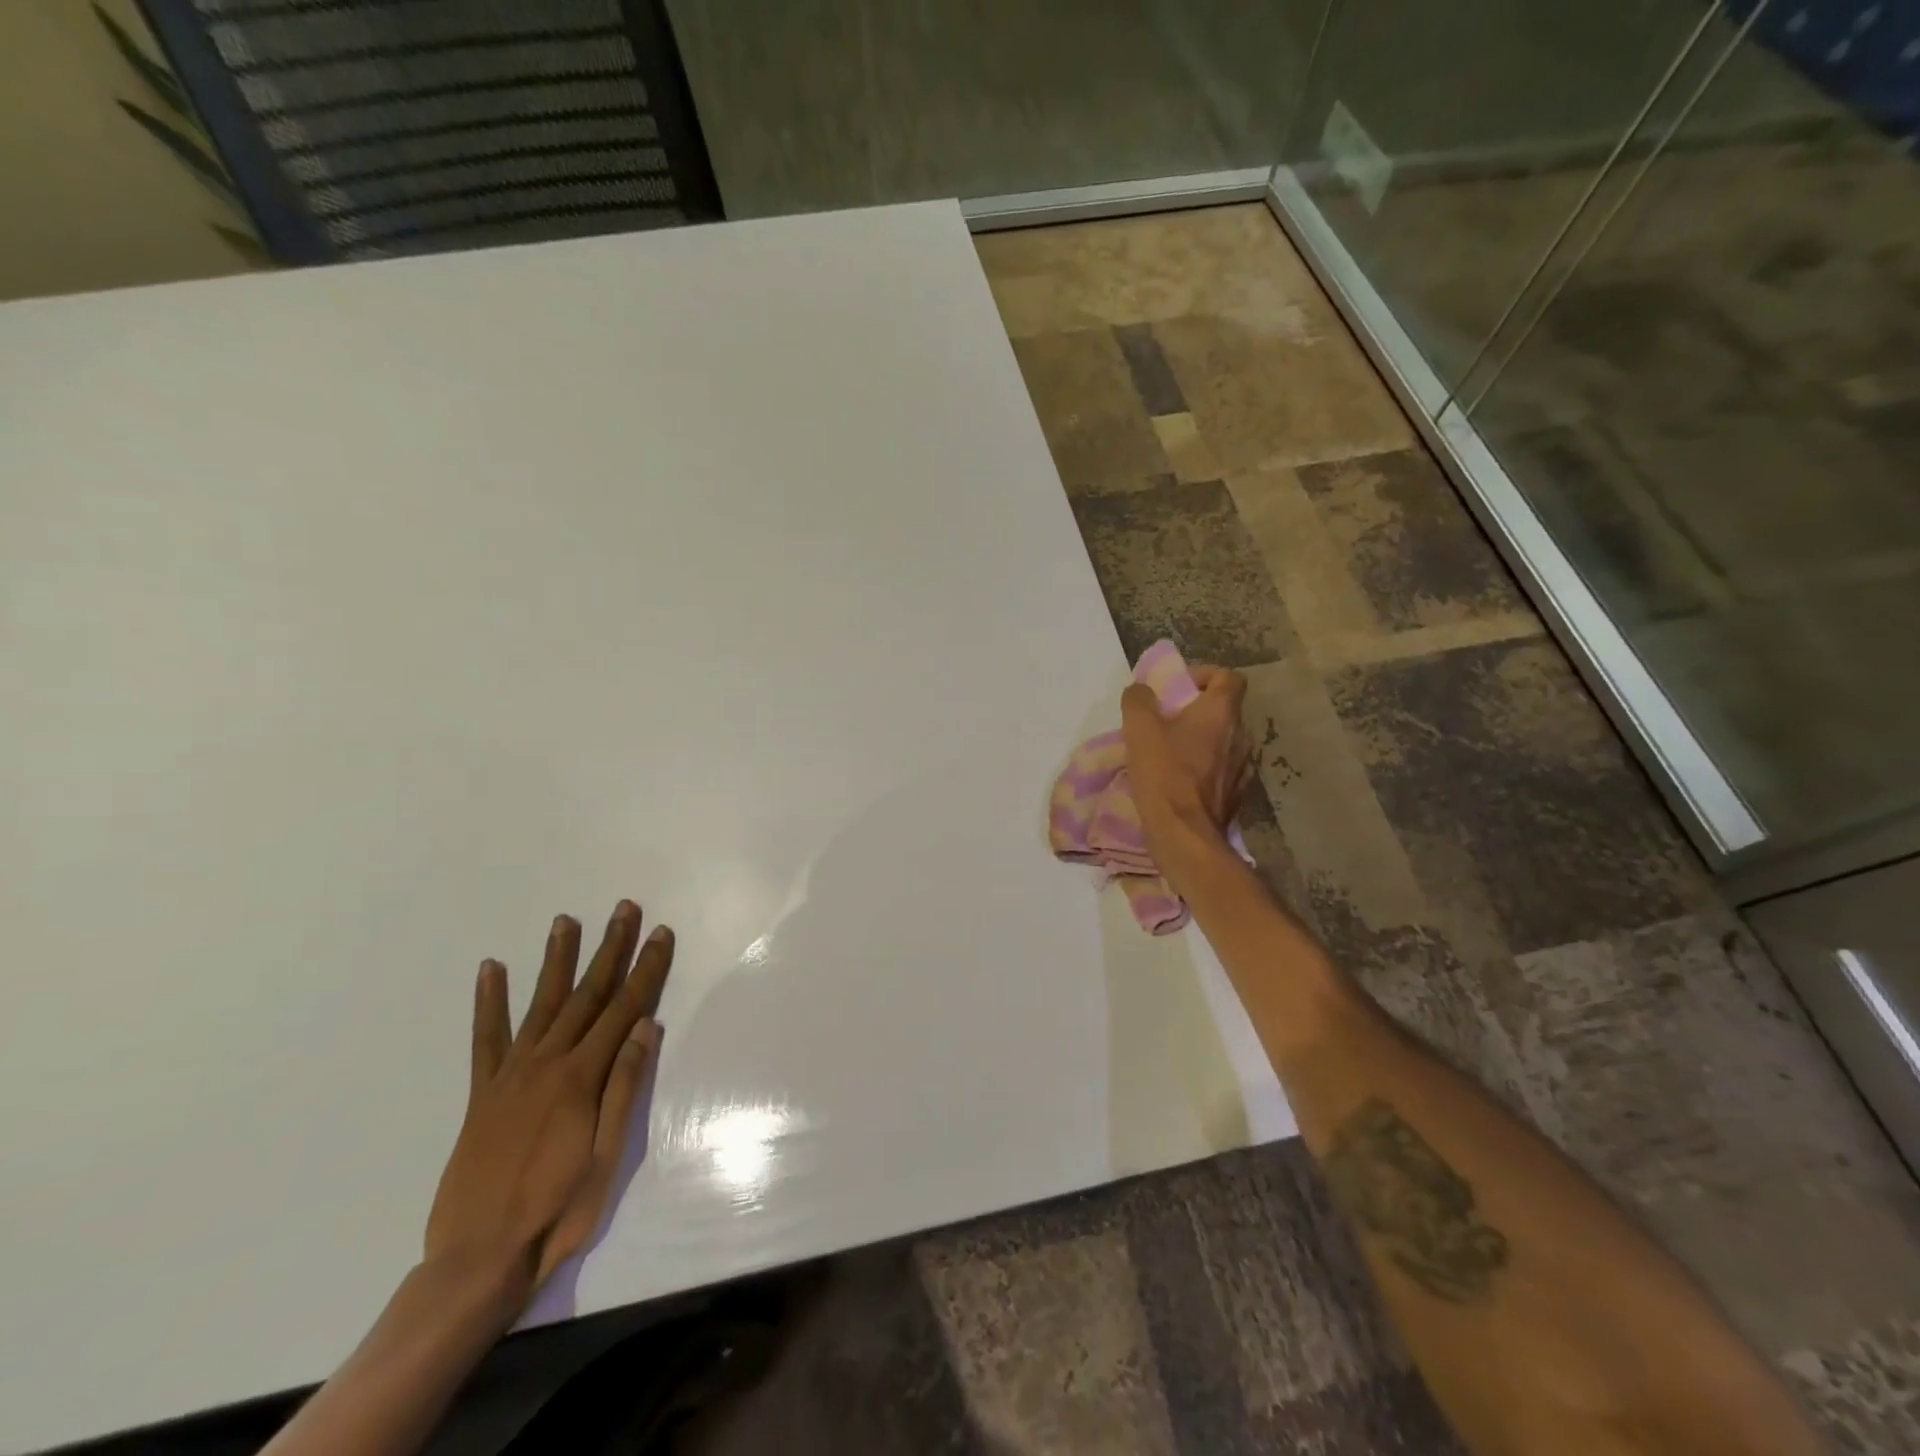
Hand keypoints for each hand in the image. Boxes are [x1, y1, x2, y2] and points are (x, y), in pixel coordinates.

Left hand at [425, 900, 672, 1296]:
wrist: (477, 1261)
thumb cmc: (558, 1212)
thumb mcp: (606, 1156)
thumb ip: (624, 1087)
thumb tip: (647, 1026)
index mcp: (581, 1078)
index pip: (625, 1009)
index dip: (646, 969)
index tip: (661, 934)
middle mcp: (546, 1064)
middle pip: (586, 994)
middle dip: (609, 949)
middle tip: (623, 909)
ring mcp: (510, 1075)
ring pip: (541, 1004)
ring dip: (556, 960)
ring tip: (565, 921)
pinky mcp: (482, 1093)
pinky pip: (486, 1038)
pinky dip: (488, 1002)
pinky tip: (491, 969)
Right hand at [1120, 664, 1254, 862]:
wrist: (1185, 835)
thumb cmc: (1164, 775)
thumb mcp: (1139, 731)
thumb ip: (1138, 701)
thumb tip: (1141, 690)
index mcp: (1221, 713)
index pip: (1228, 677)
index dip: (1204, 676)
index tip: (1178, 689)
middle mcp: (1241, 735)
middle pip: (1223, 710)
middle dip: (1196, 711)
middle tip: (1166, 723)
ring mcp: (1244, 766)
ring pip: (1223, 741)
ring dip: (1201, 741)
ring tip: (1171, 754)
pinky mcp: (1238, 794)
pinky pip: (1222, 769)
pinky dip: (1205, 768)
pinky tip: (1182, 782)